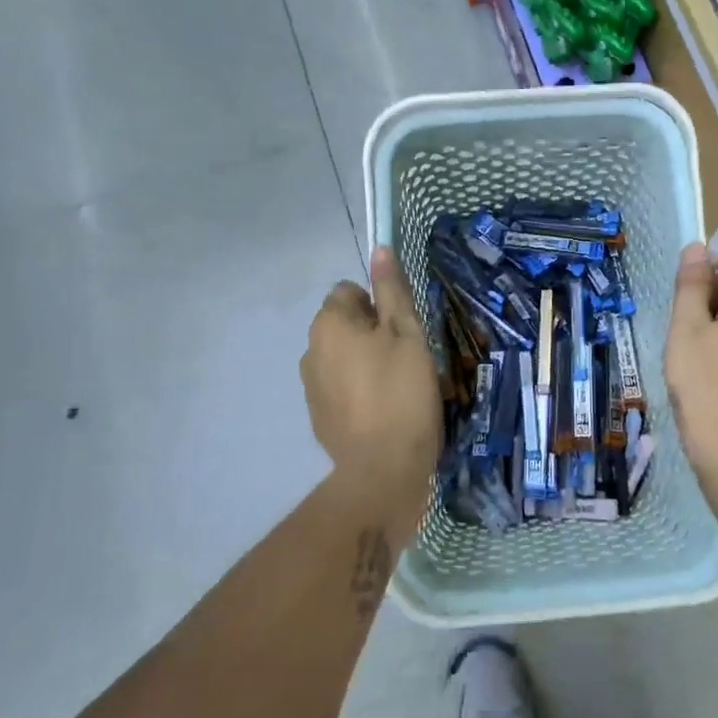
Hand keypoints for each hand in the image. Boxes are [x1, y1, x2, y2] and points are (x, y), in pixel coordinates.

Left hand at [302, 248, 441, 519]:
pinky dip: (358, 390)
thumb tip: (380, 248)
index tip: (403, 330)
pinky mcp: (318, 415)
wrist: (382, 469)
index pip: (349, 291)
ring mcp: (310, 385)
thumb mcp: (407, 333)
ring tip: (397, 387)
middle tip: (406, 359)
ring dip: (364, 361)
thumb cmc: (402, 392)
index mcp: (329, 323)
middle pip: (345, 323)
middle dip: (372, 333)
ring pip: (343, 355)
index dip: (380, 305)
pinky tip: (382, 411)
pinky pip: (340, 386)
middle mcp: (310, 348)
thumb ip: (392, 290)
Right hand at [665, 244, 717, 489]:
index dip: (708, 275)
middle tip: (683, 331)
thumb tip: (697, 248)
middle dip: (711, 305)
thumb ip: (692, 287)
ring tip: (691, 357)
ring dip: (717, 332)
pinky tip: (708, 381)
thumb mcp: (687, 329)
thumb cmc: (705, 385)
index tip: (684, 303)